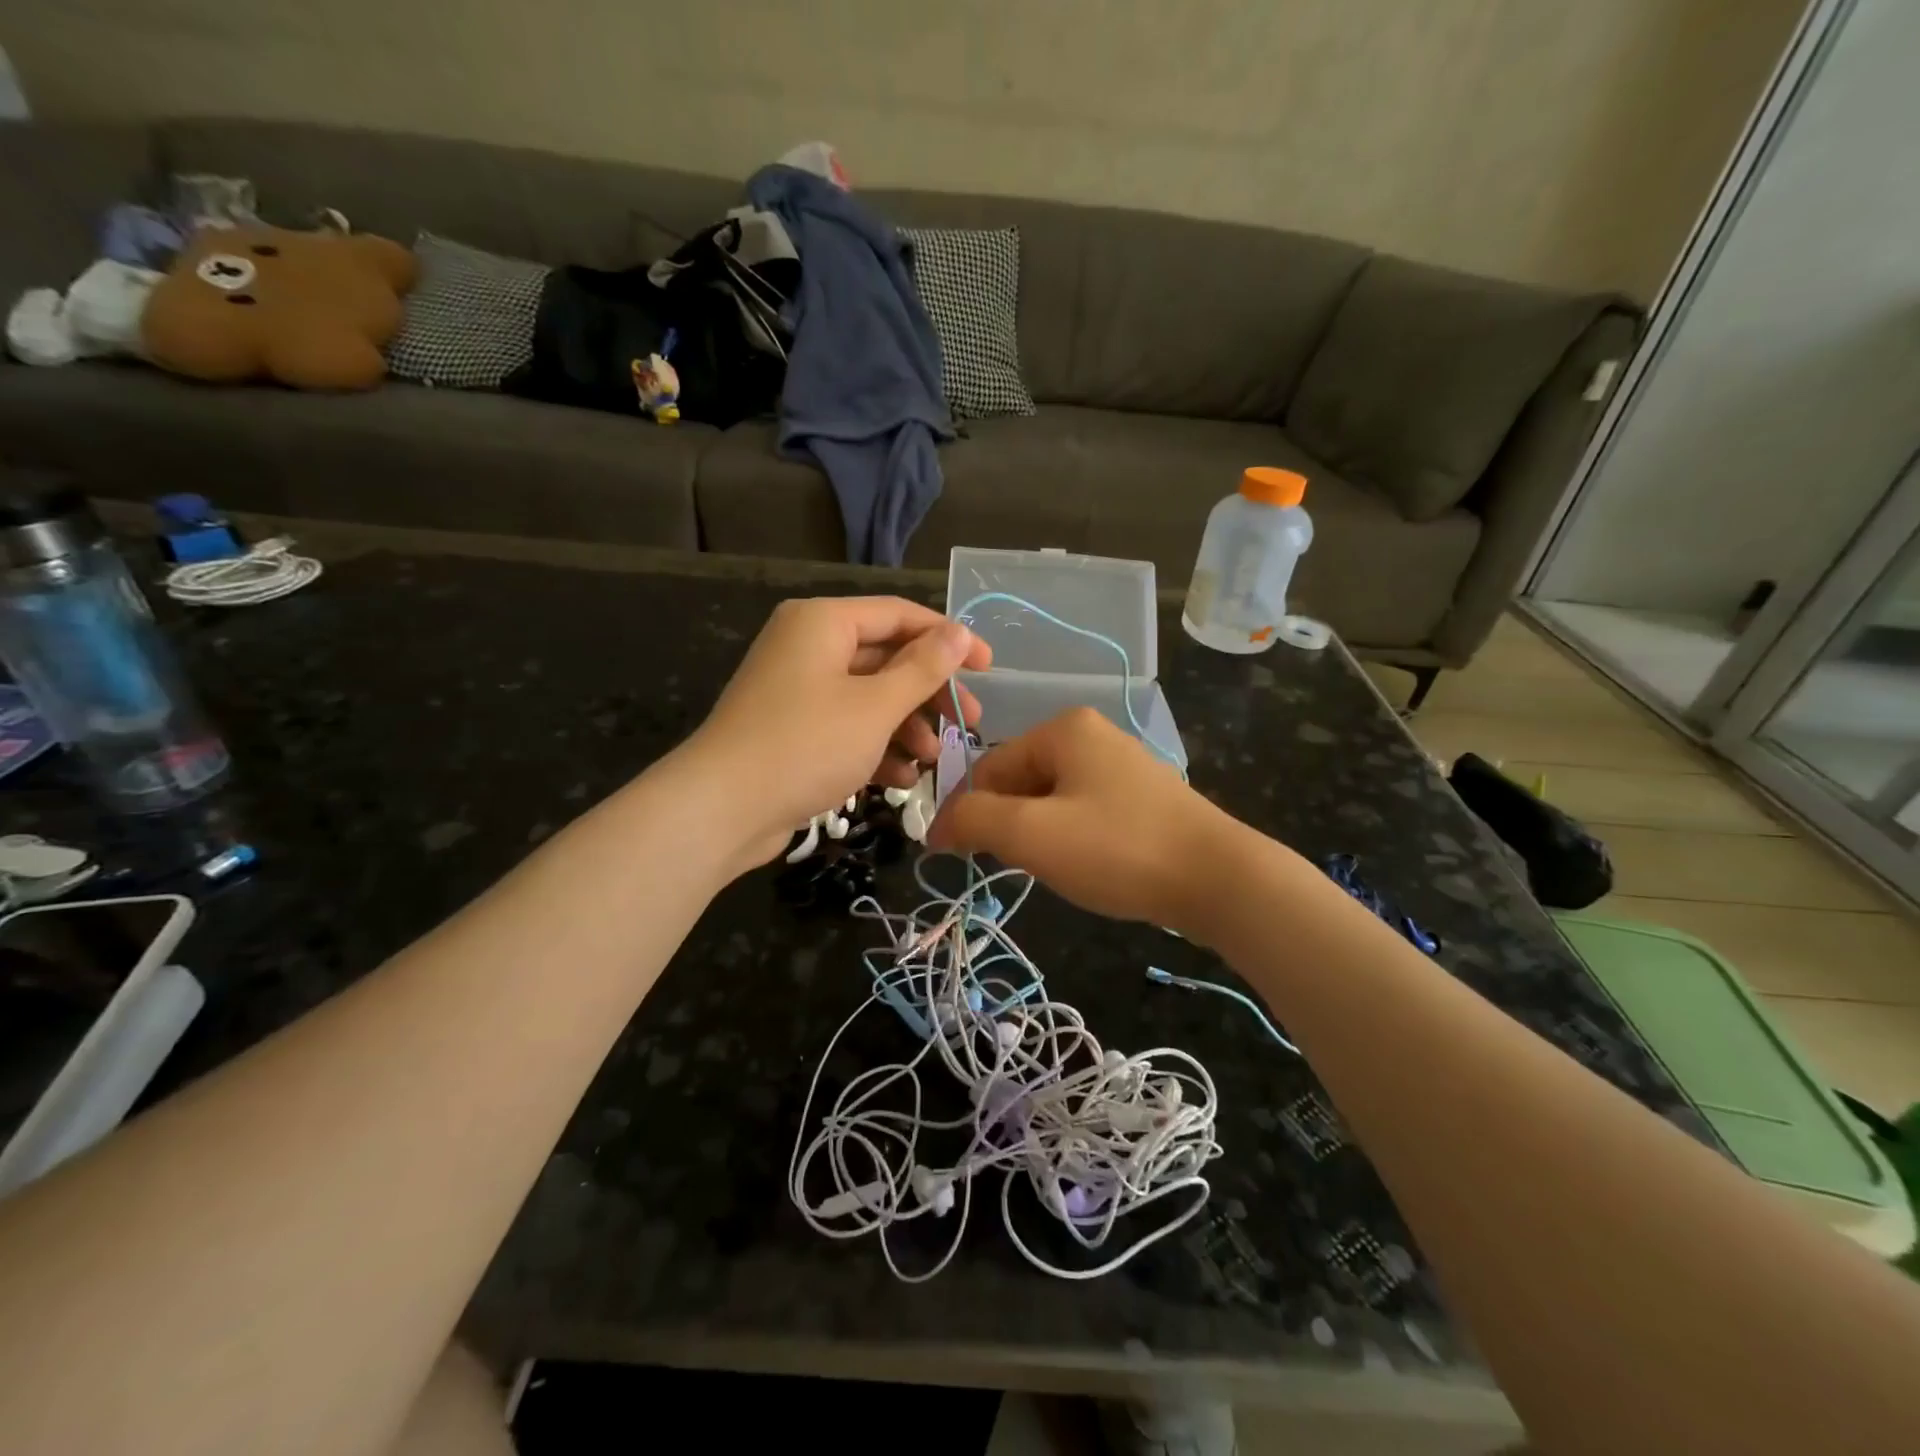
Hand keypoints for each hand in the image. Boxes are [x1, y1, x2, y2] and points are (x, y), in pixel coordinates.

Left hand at [686, 596, 991, 868]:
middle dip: (929, 693)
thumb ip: (922, 668)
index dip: (949, 639)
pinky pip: (847, 727)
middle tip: (969, 723)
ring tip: (934, 760)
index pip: (900, 615)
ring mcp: (798, 690)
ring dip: (907, 727)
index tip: (989, 668)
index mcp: (824, 622)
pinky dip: (876, 748)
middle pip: (887, 659)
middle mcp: (809, 647)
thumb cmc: (806, 745)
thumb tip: (959, 632)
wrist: (721, 809)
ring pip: (869, 698)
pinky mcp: (793, 730)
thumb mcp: (875, 706)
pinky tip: (902, 780)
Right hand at [927, 707, 1248, 932]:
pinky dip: (1072, 839)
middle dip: (1010, 824)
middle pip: (1021, 781)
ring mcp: (1124, 766)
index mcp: (1064, 729)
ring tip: (1056, 868)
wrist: (1218, 879)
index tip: (957, 856)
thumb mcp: (1030, 834)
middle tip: (1019, 865)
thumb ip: (973, 820)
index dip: (968, 812)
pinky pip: (1085, 812)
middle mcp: (1094, 735)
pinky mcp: (1144, 798)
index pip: (989, 766)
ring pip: (1052, 800)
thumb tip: (938, 826)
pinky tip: (1088, 866)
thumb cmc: (1116, 848)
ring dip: (1039, 835)